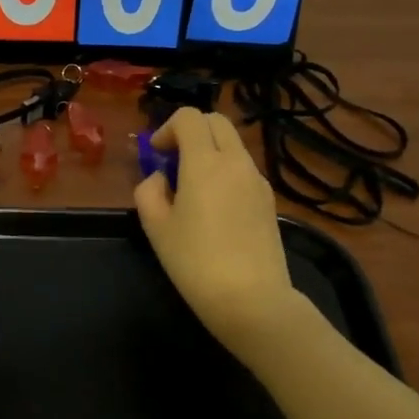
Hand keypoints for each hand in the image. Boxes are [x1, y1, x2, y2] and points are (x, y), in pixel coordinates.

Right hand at [134, 108, 297, 352]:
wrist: (252, 301)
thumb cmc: (195, 263)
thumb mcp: (156, 228)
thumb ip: (149, 192)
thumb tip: (160, 180)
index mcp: (205, 163)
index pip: (189, 117)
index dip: (167, 128)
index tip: (157, 156)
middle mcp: (236, 162)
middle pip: (216, 122)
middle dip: (191, 132)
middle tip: (173, 162)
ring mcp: (257, 181)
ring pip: (232, 145)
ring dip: (209, 152)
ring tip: (192, 190)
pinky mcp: (269, 201)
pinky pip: (243, 169)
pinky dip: (225, 172)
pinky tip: (215, 209)